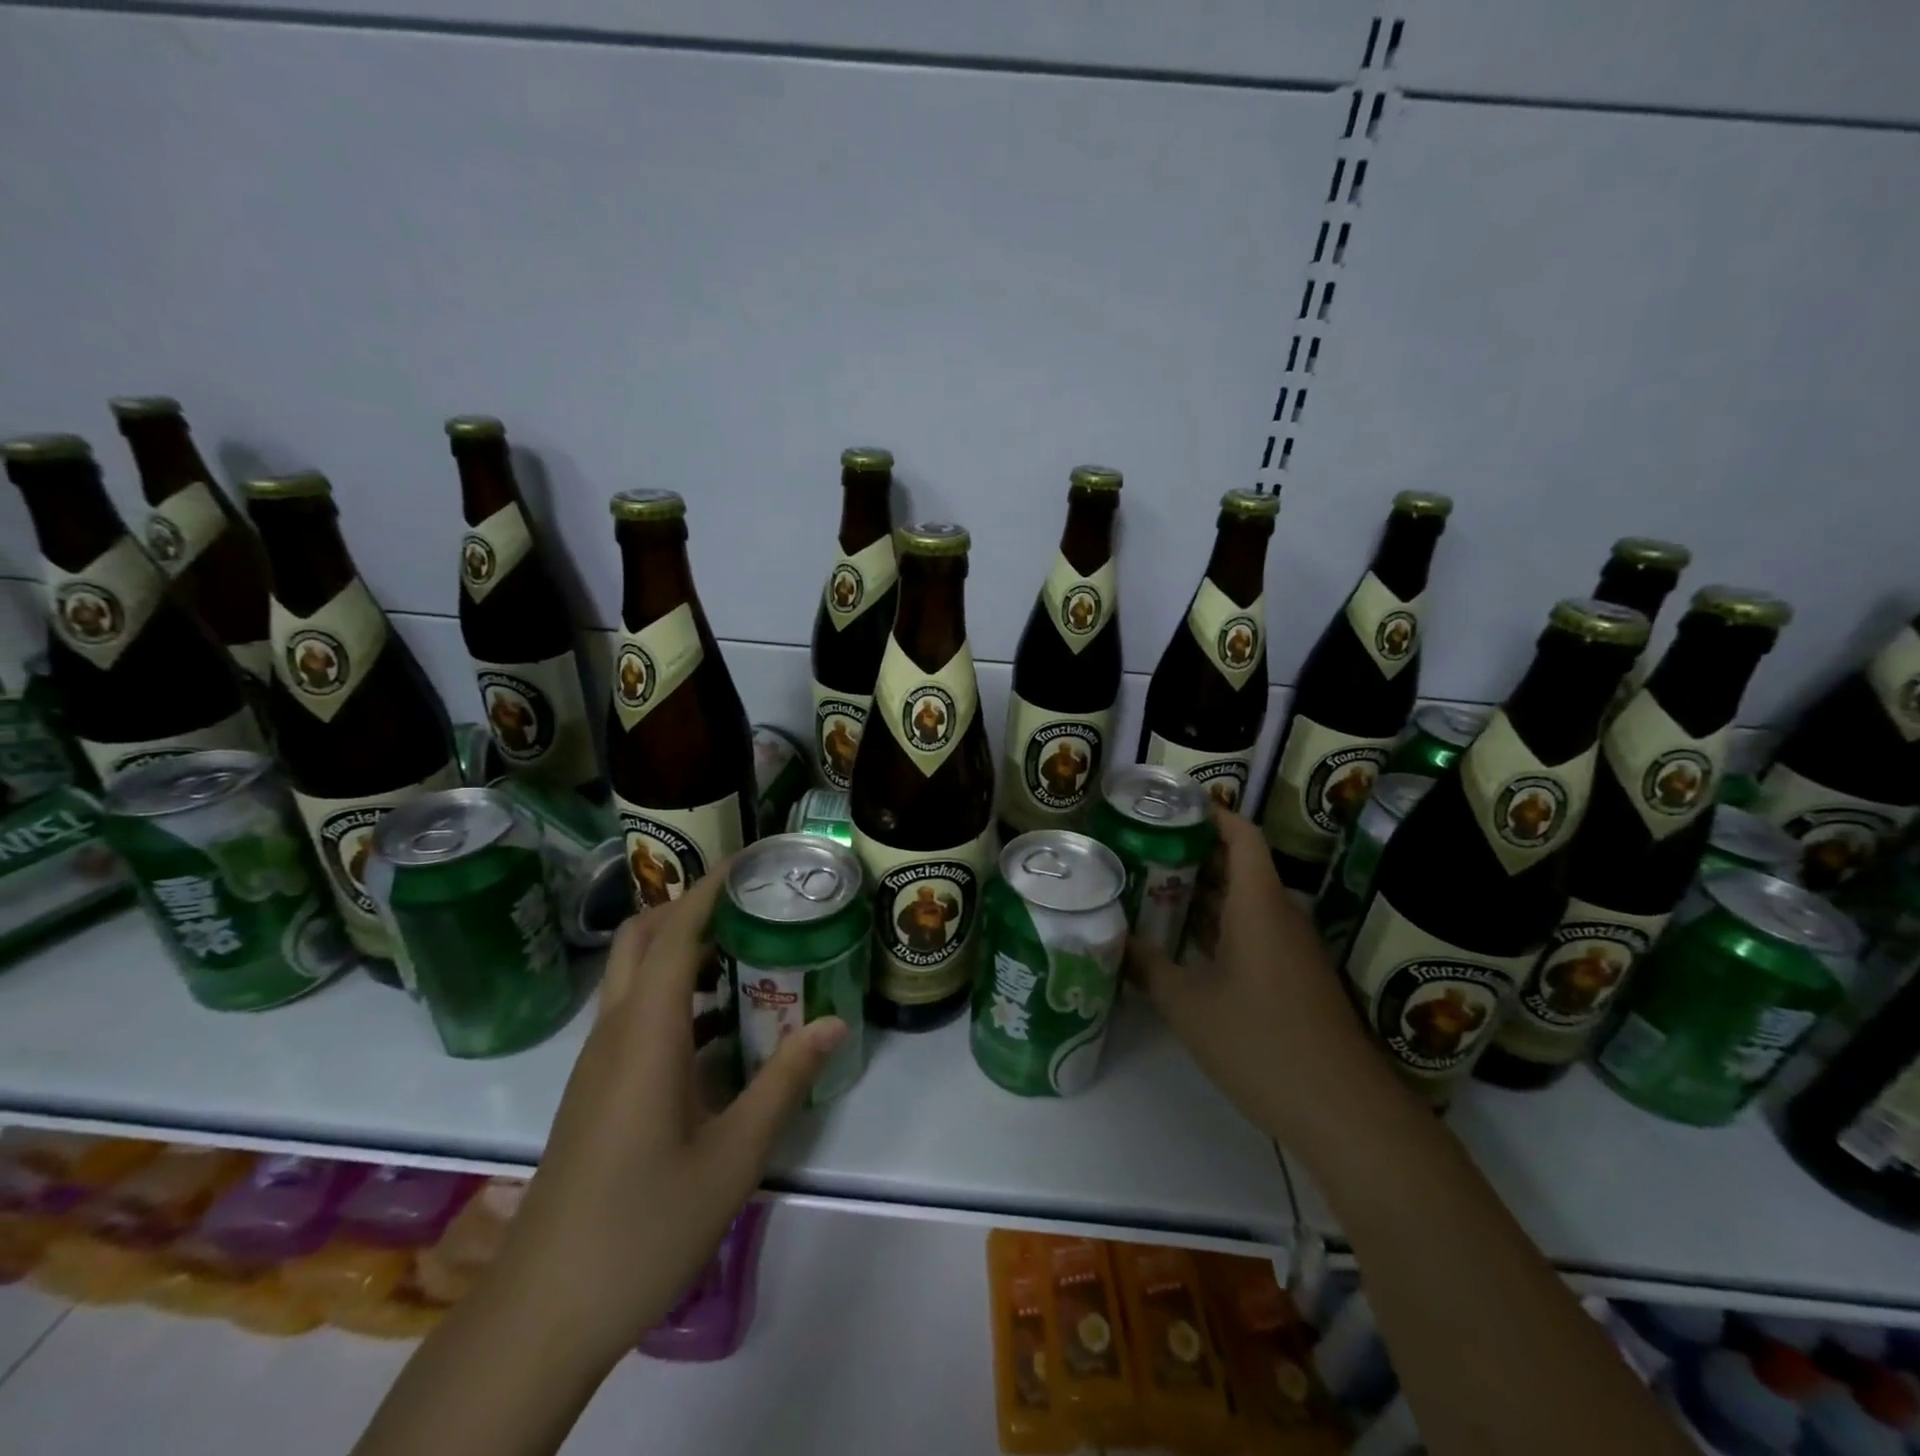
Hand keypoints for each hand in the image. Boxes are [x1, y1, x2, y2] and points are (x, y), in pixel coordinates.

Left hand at [483, 866, 848, 1370]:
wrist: (544, 1313)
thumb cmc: (644, 1225)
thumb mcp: (734, 1155)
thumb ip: (785, 1080)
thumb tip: (833, 1022)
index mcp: (646, 1033)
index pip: (676, 931)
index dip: (712, 886)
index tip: (754, 859)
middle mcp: (616, 1032)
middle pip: (642, 937)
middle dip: (691, 904)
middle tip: (751, 901)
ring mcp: (598, 1061)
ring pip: (635, 974)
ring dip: (683, 948)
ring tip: (748, 950)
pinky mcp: (596, 1088)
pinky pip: (635, 1013)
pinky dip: (675, 993)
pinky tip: (721, 1024)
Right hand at [1129, 807, 1403, 1153]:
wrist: (1345, 1112)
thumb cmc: (1262, 1044)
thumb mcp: (1189, 1006)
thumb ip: (1148, 968)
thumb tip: (1112, 939)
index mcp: (1259, 906)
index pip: (1242, 836)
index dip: (1210, 812)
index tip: (1169, 804)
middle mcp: (1279, 916)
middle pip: (1239, 866)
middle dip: (1193, 852)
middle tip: (1141, 848)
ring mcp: (1290, 949)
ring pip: (1244, 902)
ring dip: (1203, 891)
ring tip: (1150, 887)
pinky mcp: (1293, 978)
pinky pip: (1252, 932)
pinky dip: (1218, 926)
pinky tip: (1182, 943)